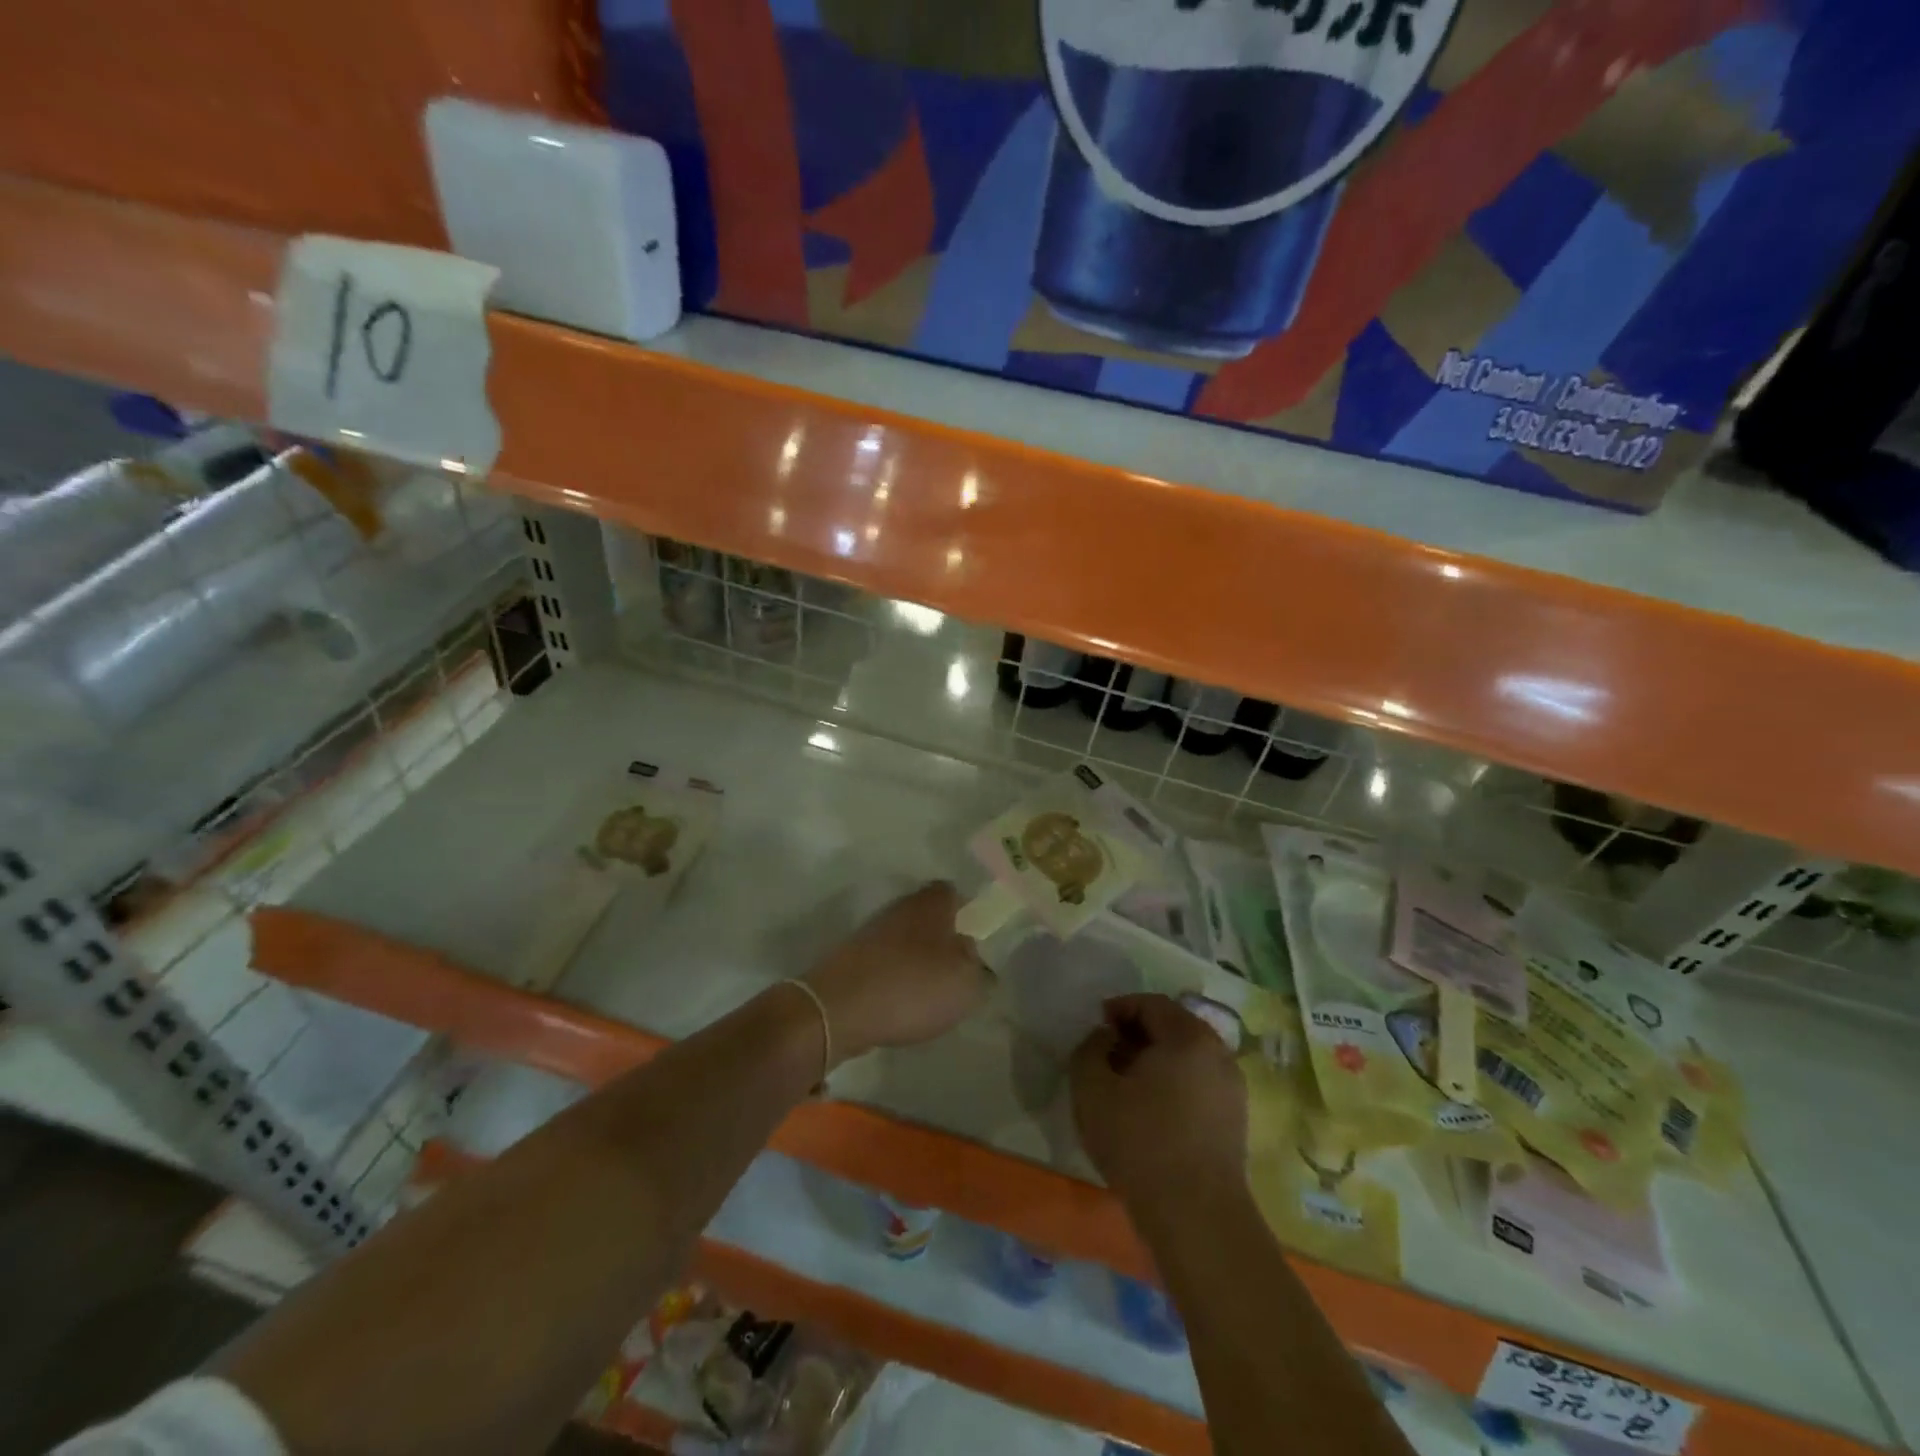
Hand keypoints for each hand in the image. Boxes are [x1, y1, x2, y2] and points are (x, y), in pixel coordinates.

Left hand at [804, 882, 988, 1066]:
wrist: (839, 1008)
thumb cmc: (913, 986)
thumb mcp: (966, 983)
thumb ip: (978, 966)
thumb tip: (970, 952)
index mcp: (932, 903)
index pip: (954, 892)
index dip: (967, 911)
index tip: (977, 936)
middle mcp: (900, 907)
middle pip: (928, 915)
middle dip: (941, 936)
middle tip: (957, 966)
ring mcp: (872, 930)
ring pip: (905, 937)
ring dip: (917, 957)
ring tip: (930, 989)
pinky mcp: (851, 956)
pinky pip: (884, 960)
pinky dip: (895, 975)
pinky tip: (901, 1000)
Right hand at [1070, 994, 1247, 1204]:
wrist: (1197, 1218)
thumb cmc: (1140, 1143)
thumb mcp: (1092, 1090)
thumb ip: (1089, 1050)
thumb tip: (1103, 1038)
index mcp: (1189, 1036)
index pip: (1151, 1004)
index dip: (1119, 1008)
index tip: (1096, 1026)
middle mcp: (1218, 1053)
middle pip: (1173, 1028)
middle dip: (1137, 1034)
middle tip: (1108, 1054)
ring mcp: (1233, 1090)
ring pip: (1187, 1058)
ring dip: (1155, 1061)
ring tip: (1125, 1085)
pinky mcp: (1236, 1122)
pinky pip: (1199, 1085)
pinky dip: (1173, 1085)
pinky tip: (1151, 1113)